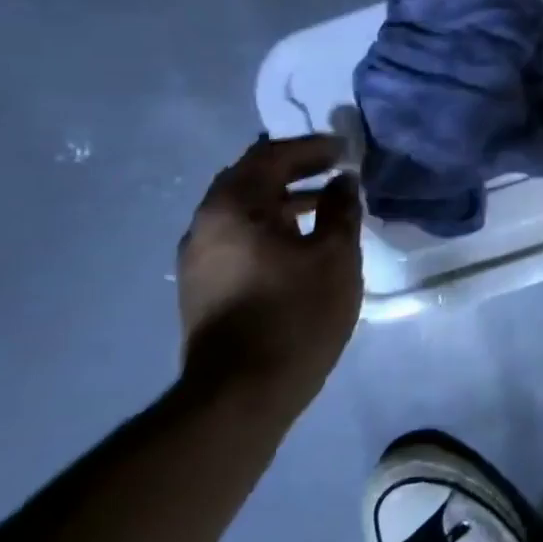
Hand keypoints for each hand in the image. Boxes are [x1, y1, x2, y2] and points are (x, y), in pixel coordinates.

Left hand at [176, 135, 362, 418]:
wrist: (241, 393)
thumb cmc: (296, 314)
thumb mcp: (335, 256)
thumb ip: (340, 210)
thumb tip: (341, 182)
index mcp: (233, 207)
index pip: (270, 156)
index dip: (311, 148)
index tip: (345, 150)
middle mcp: (205, 224)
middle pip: (249, 178)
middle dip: (293, 168)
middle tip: (333, 168)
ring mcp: (197, 257)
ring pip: (241, 209)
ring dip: (281, 198)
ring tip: (324, 203)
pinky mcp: (202, 285)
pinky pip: (237, 235)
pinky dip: (268, 224)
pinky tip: (299, 241)